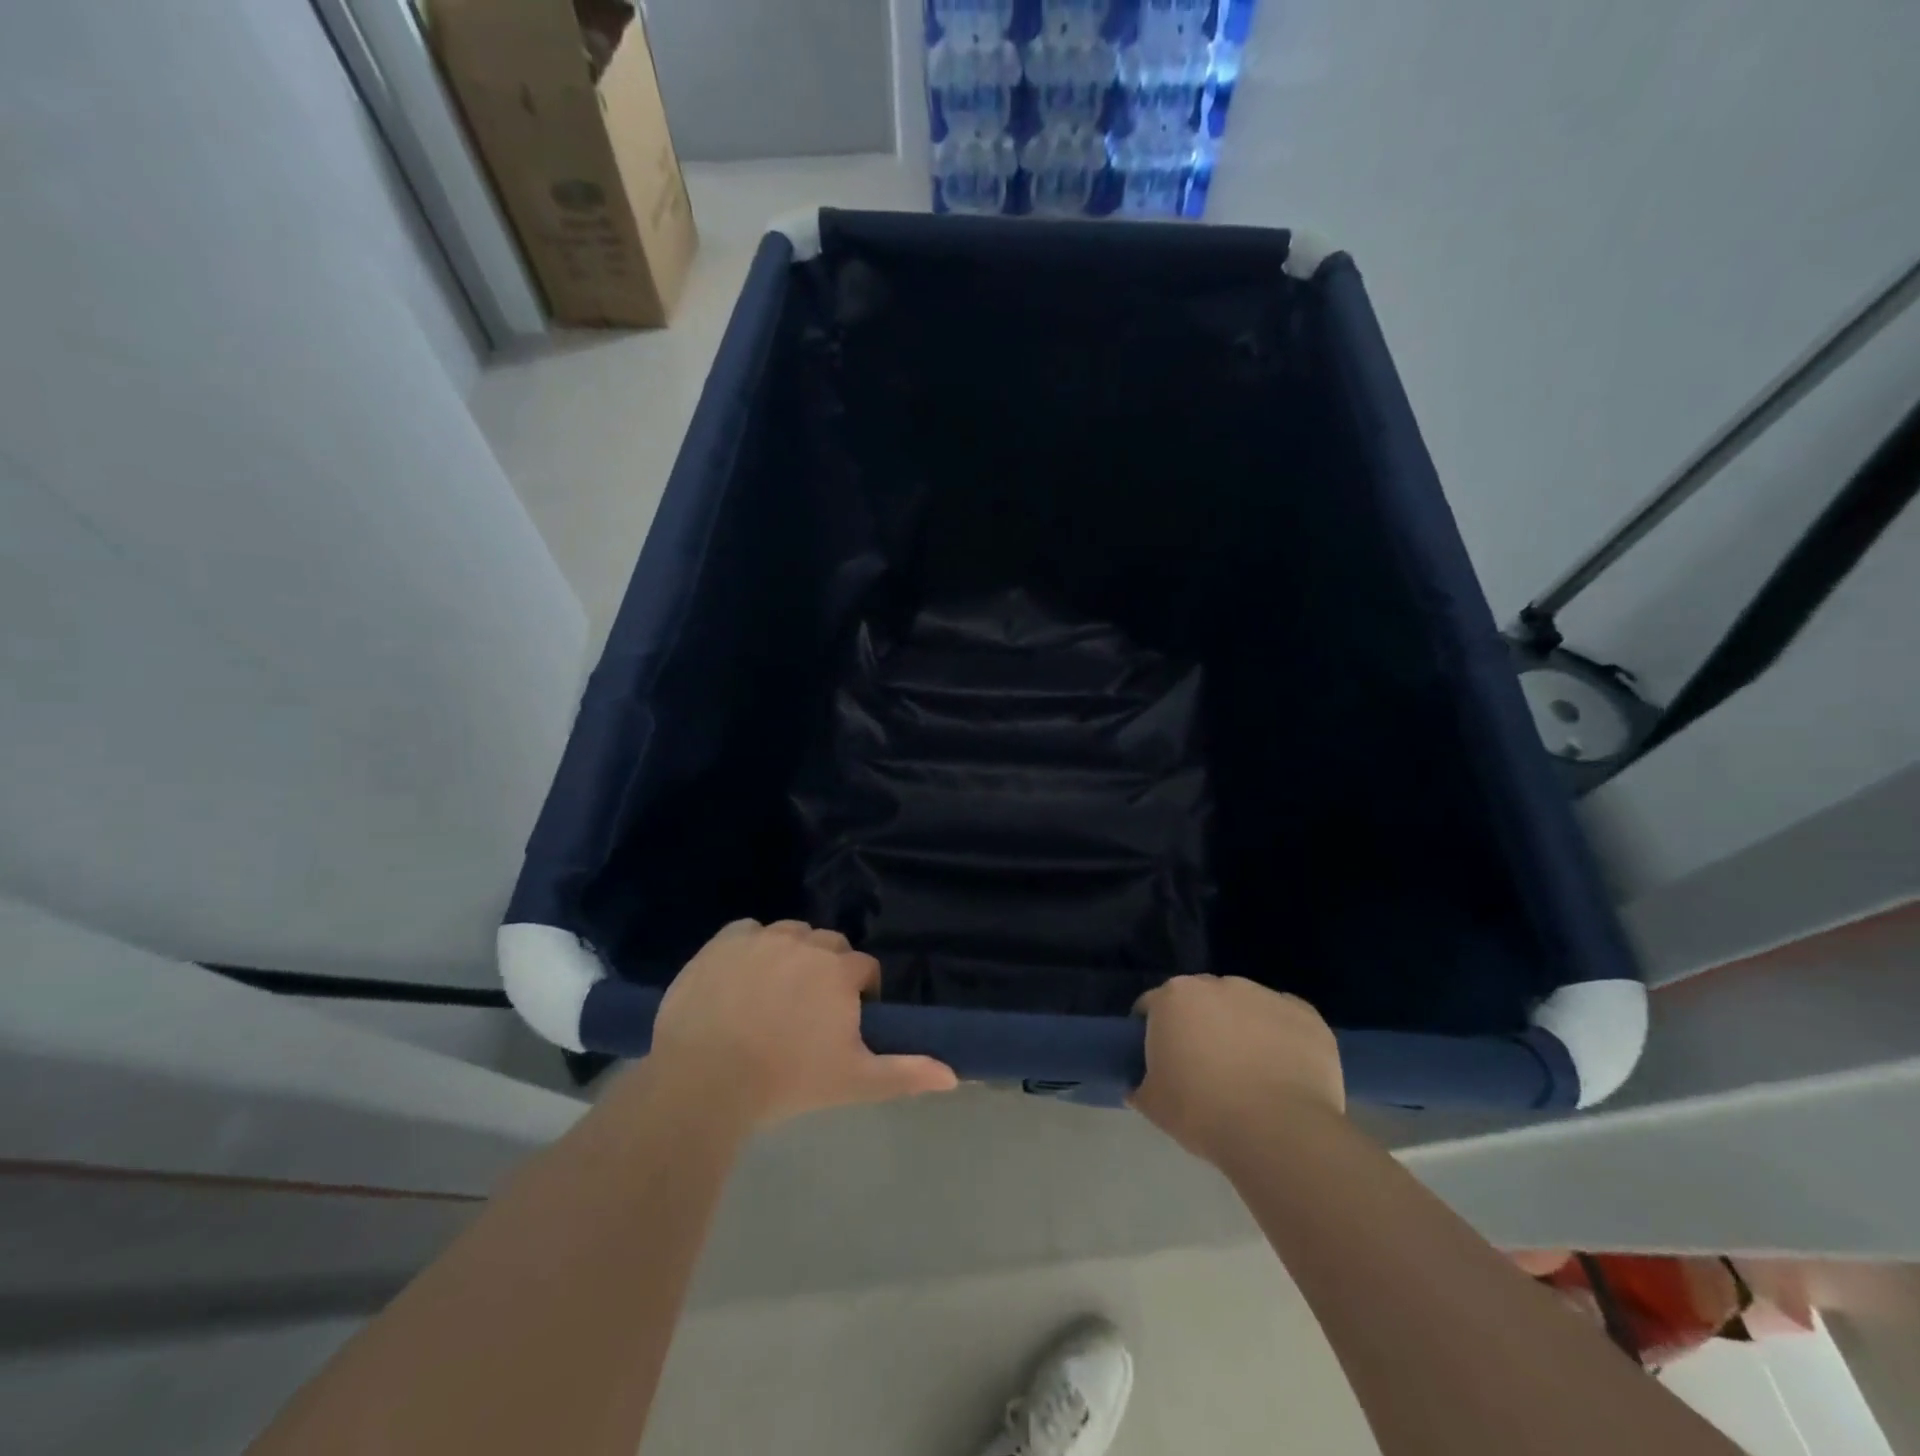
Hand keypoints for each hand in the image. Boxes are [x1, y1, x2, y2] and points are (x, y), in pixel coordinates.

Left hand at [645, 919, 956, 1127]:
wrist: (705, 1079)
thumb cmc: (787, 1080)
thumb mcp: (853, 1081)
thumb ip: (905, 1073)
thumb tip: (953, 1075)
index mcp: (839, 971)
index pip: (864, 968)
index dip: (860, 993)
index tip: (845, 1022)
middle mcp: (806, 942)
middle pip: (829, 946)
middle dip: (828, 970)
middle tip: (810, 1011)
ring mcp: (762, 938)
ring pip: (790, 934)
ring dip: (792, 955)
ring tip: (775, 994)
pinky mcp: (724, 941)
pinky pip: (748, 932)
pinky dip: (751, 947)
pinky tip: (741, 978)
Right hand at [1130, 975, 1344, 1165]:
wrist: (1279, 1133)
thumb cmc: (1203, 1113)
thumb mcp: (1153, 1105)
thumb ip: (1139, 1086)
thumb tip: (1137, 1086)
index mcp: (1174, 997)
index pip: (1153, 1006)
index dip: (1153, 1031)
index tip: (1160, 1059)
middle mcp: (1218, 984)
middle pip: (1201, 999)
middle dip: (1200, 1024)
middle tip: (1204, 1067)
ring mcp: (1265, 995)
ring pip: (1244, 1006)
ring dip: (1242, 1027)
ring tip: (1250, 1072)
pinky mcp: (1305, 1014)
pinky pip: (1285, 1020)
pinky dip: (1281, 1038)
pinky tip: (1284, 1071)